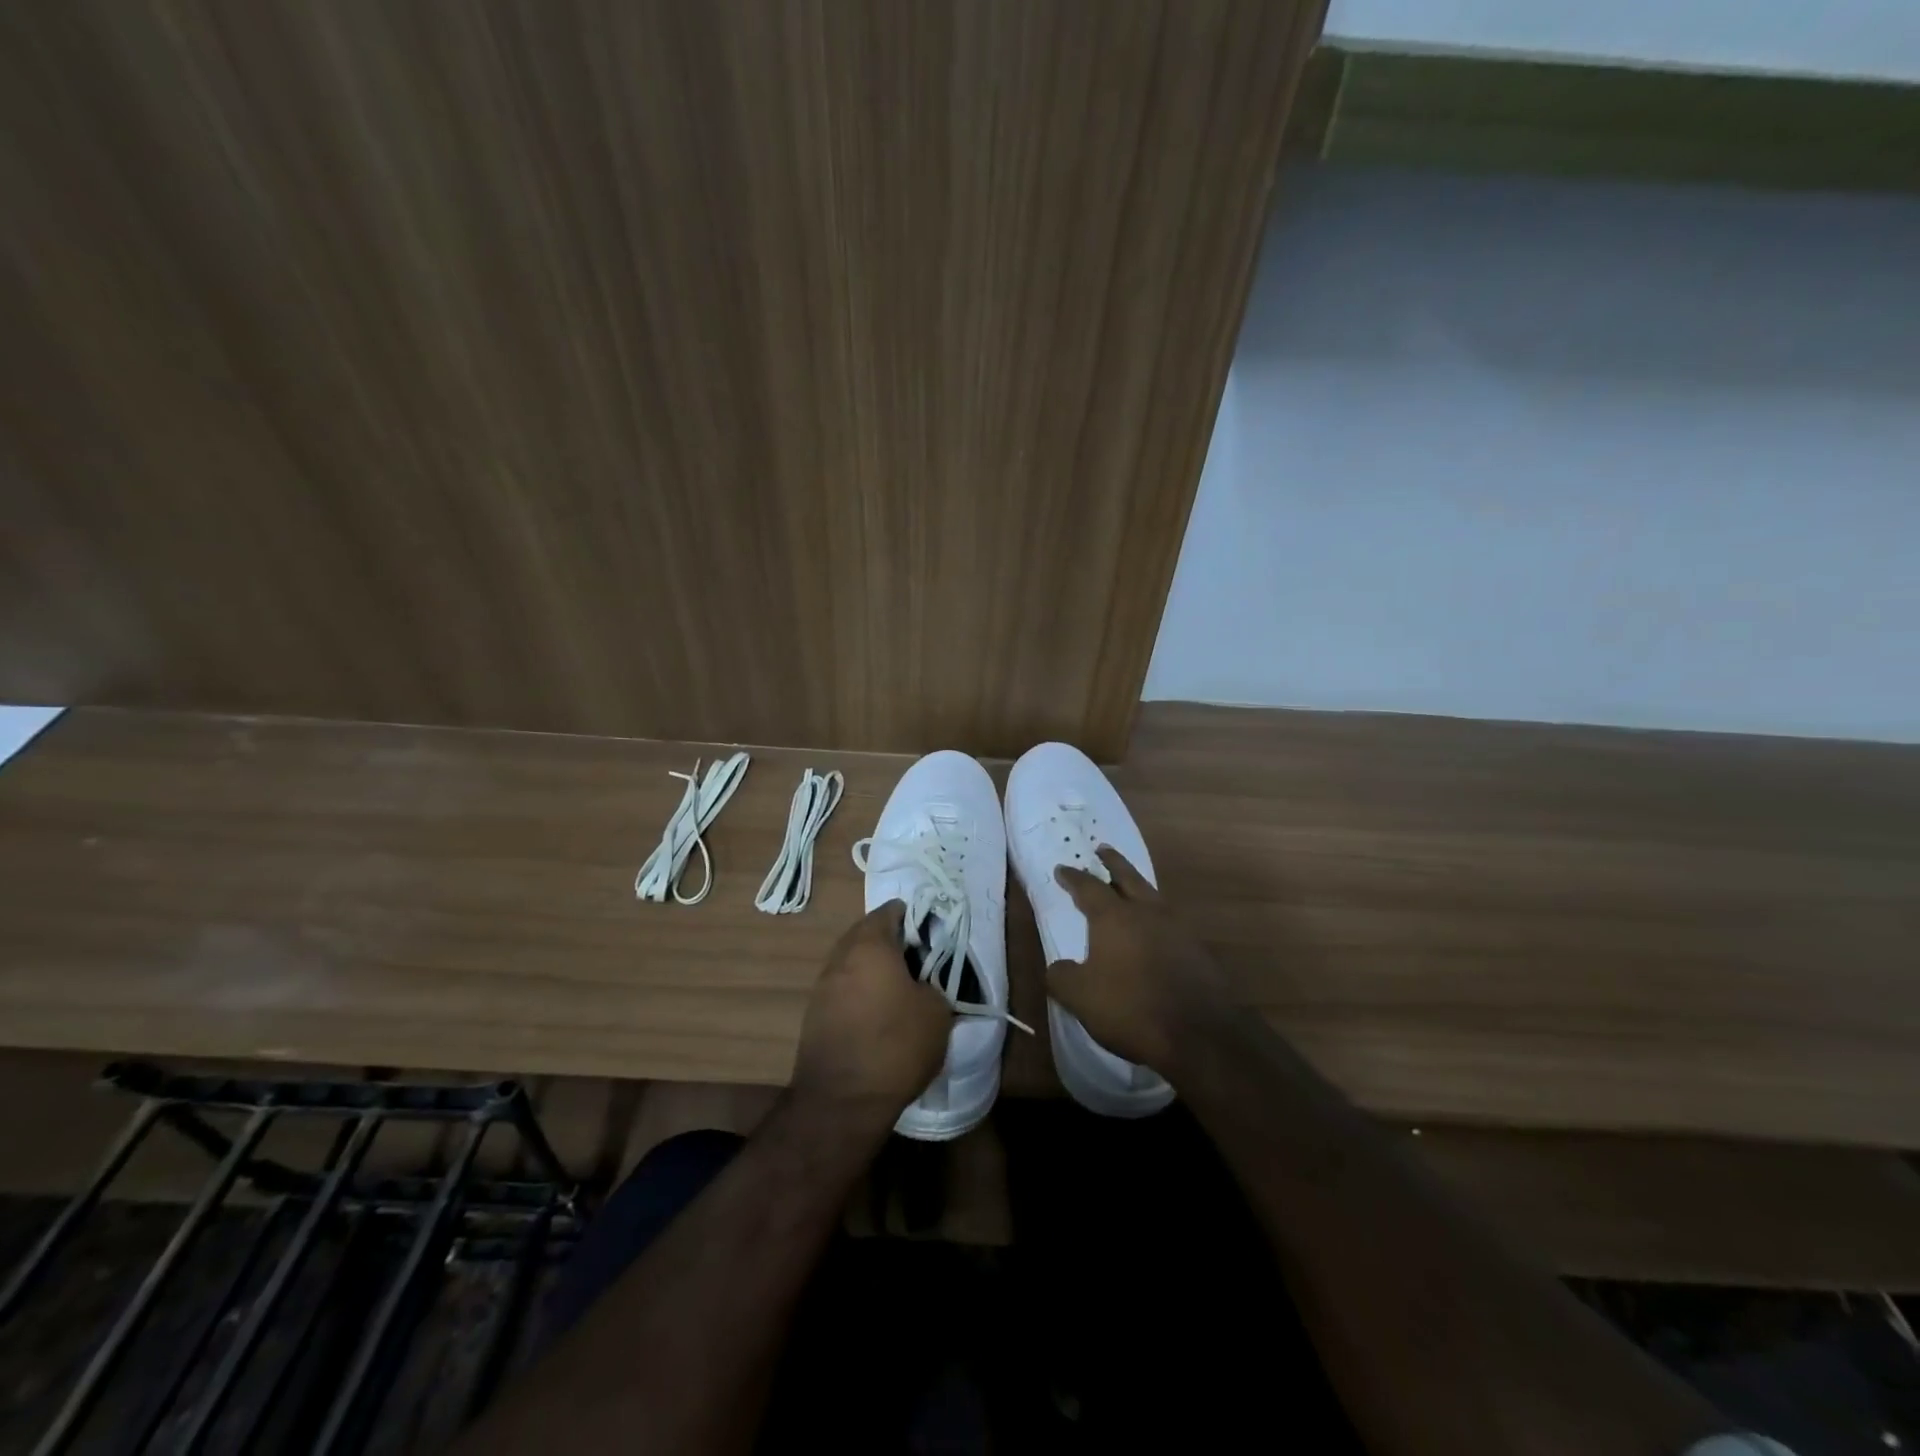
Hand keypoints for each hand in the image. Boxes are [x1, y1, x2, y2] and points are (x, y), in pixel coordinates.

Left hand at [791, 901, 950, 1126]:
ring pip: (854, 961)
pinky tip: (879, 1015)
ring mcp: (823, 984)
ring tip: (901, 991)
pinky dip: (861, 991)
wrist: (841, 1101)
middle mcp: (841, 955)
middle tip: (920, 964)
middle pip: (869, 933)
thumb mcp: (937, 1012)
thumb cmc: (895, 1046)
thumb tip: (924, 982)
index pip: (892, 911)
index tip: (933, 940)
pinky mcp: (814, 1012)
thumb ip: (934, 983)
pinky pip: (843, 987)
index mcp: (871, 944)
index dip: (916, 919)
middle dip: (894, 943)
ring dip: (875, 968)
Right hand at [1050, 847, 1237, 1081]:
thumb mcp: (1080, 997)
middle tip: (1102, 849)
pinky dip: (1156, 917)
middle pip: (1127, 877)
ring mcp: (1177, 928)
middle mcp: (1146, 912)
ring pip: (1152, 896)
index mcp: (1114, 917)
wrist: (1200, 1033)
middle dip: (1112, 862)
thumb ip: (1062, 976)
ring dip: (1137, 887)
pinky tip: (1153, 930)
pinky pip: (1170, 922)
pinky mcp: (1198, 949)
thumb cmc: (1131, 1007)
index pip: (1088, 887)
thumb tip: (1058, 967)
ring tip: (1128, 887)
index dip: (1073, 877)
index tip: (1063, 868)